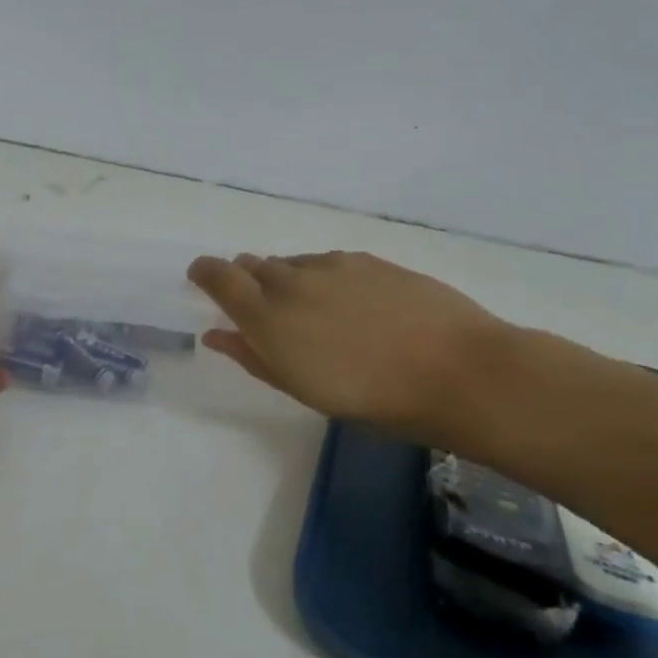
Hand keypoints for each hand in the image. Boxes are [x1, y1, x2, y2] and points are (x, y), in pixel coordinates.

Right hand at [186, 250, 516, 443]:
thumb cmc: (372, 398)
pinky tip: (348, 305)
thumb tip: (217, 333)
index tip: (201, 277)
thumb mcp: (302, 388)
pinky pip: (327, 263)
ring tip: (311, 313)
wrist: (457, 371)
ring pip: (292, 264)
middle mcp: (292, 279)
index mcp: (267, 315)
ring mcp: (332, 264)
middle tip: (261, 309)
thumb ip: (253, 356)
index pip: (218, 275)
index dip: (204, 272)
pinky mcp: (367, 259)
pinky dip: (321, 278)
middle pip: (252, 265)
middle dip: (246, 280)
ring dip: (286, 280)